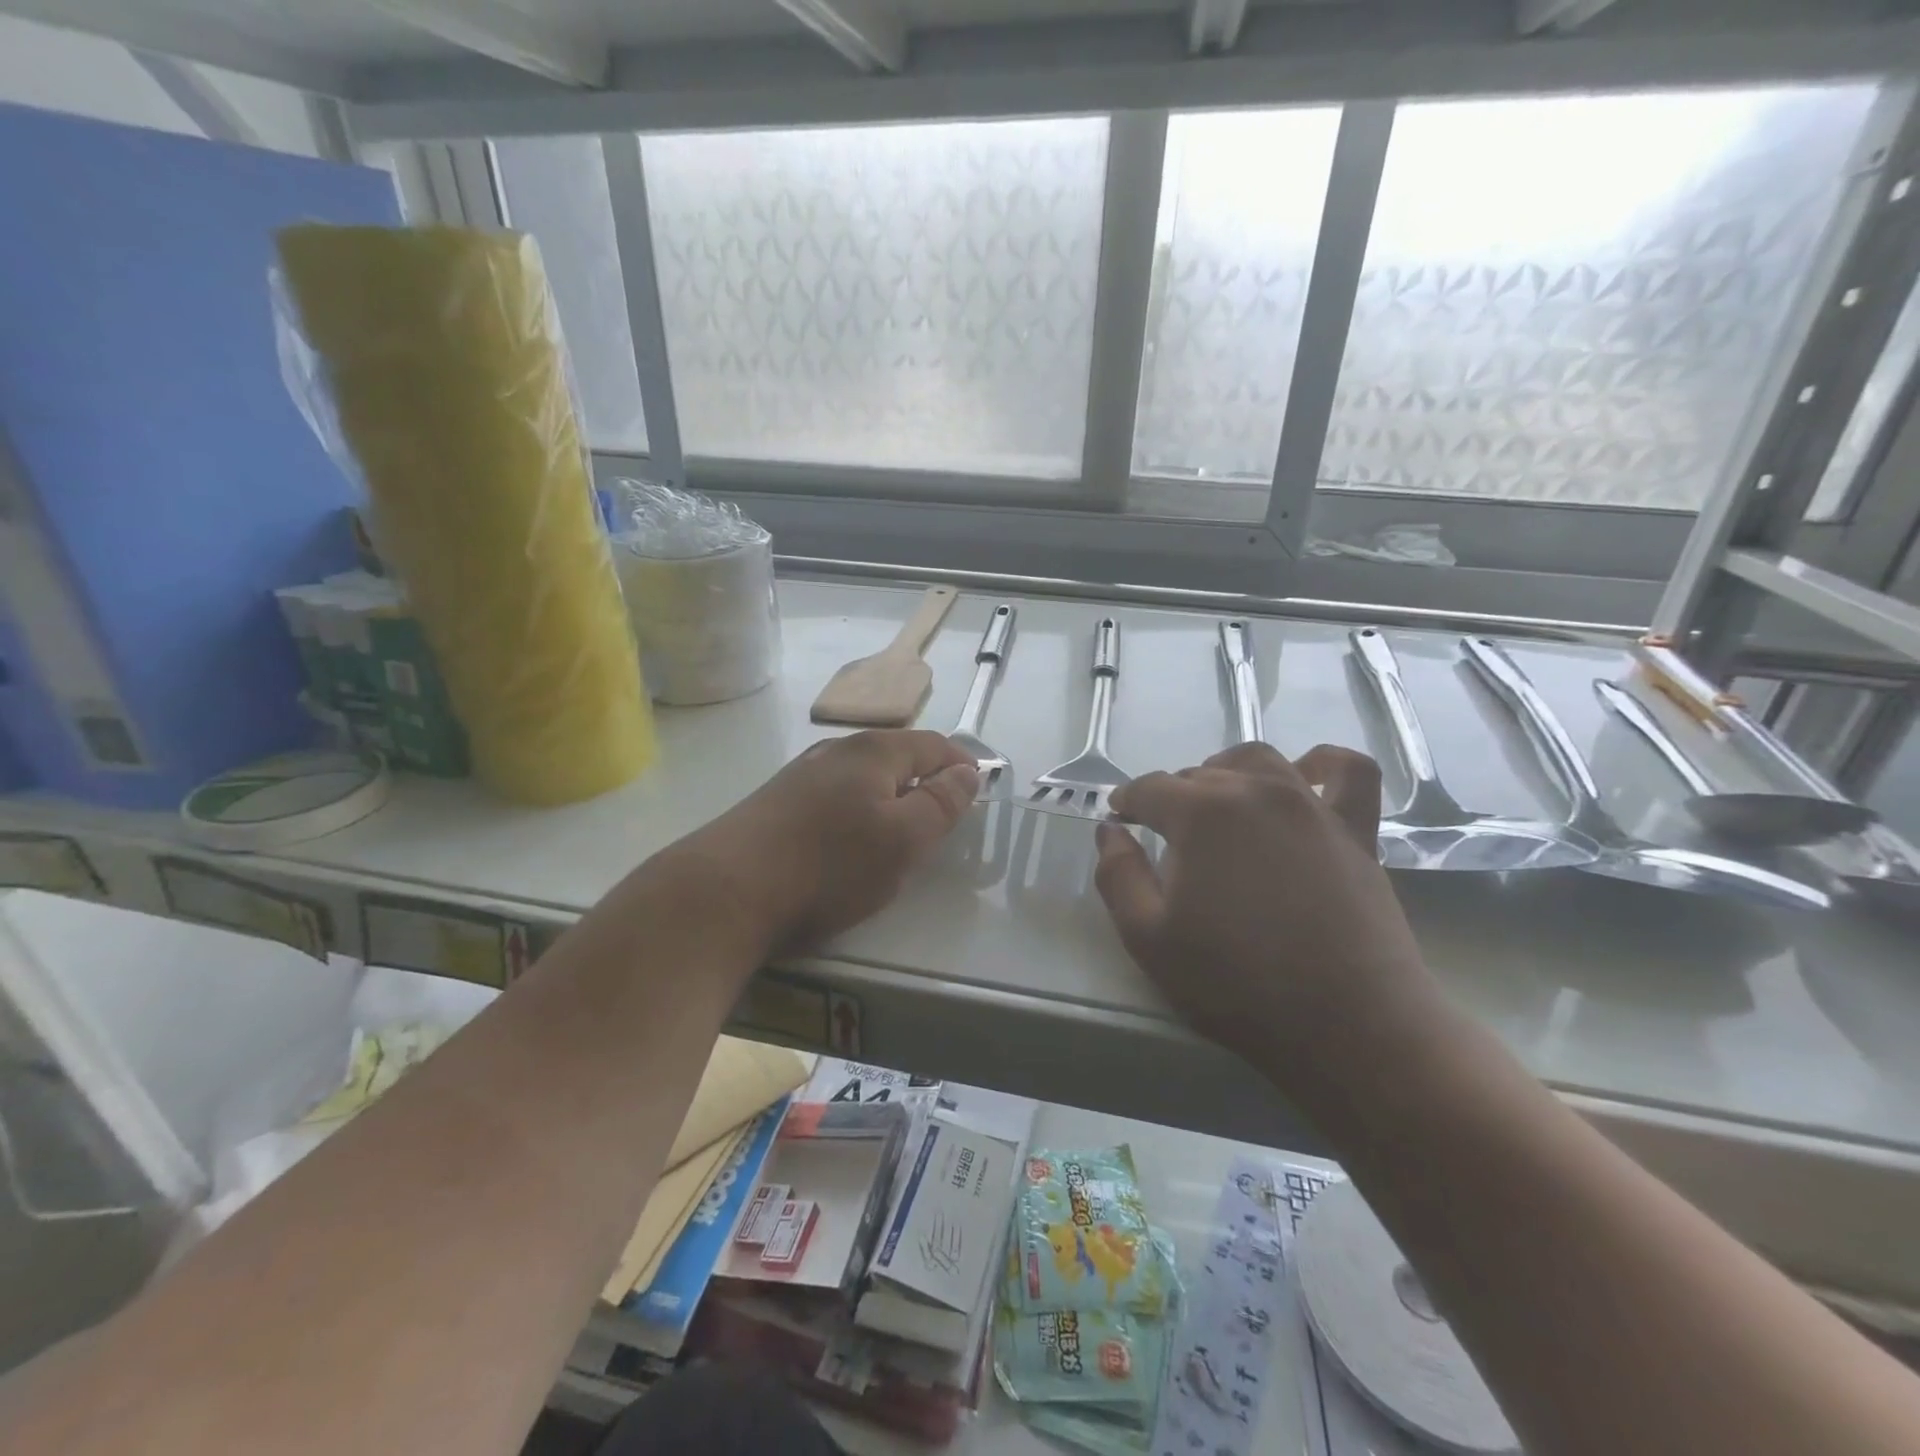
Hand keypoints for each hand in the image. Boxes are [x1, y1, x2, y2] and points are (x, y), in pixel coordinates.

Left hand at [673, 730, 977, 955]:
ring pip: (861, 777)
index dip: (961, 764)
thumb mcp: (902, 840)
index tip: (979, 790)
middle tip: (942, 818)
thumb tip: (966, 771)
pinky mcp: (774, 804)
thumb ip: (941, 803)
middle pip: (895, 756)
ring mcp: (800, 776)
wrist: (724, 893)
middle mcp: (835, 752)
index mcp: (873, 752)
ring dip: (888, 797)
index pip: (932, 744)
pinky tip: (845, 842)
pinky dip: (855, 812)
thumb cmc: (828, 866)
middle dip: (924, 780)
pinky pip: (832, 797)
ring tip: (897, 832)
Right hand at [1094, 743, 1435, 1076]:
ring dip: (1227, 771)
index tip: (1120, 820)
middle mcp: (1255, 791)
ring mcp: (1311, 806)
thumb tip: (1111, 832)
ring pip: (1258, 761)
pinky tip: (1306, 776)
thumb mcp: (1148, 939)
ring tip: (1218, 805)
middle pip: (1199, 774)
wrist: (1347, 1025)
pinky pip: (1349, 772)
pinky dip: (1324, 764)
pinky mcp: (1355, 830)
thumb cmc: (1236, 984)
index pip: (1150, 789)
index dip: (1128, 802)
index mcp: (1200, 814)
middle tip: (1165, 837)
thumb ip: (1118, 875)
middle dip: (1172, 797)